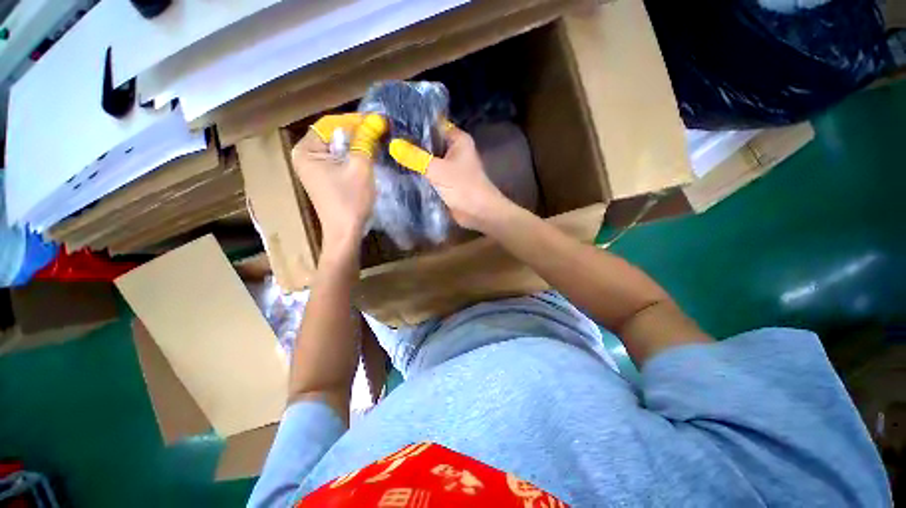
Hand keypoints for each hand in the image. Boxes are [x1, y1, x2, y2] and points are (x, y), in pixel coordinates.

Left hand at [292, 114, 385, 252]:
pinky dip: (353, 155)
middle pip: (333, 134)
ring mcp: (313, 167)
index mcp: (306, 150)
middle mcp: (305, 155)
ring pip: (338, 146)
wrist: (346, 232)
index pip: (331, 124)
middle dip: (357, 132)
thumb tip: (377, 119)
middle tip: (380, 131)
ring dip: (357, 143)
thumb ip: (366, 140)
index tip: (378, 120)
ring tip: (377, 141)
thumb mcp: (360, 167)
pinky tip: (368, 156)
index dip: (355, 120)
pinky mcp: (323, 177)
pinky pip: (338, 158)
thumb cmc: (351, 200)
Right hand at [389, 125, 510, 231]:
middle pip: (427, 143)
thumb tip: (393, 145)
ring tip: (386, 154)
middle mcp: (453, 150)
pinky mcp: (444, 182)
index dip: (413, 123)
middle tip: (384, 140)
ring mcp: (448, 167)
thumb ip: (416, 157)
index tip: (391, 122)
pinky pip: (427, 175)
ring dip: (412, 161)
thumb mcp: (438, 170)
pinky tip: (397, 172)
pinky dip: (417, 174)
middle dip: (409, 144)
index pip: (432, 124)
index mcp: (457, 140)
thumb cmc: (464, 187)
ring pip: (426, 160)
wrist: (479, 214)